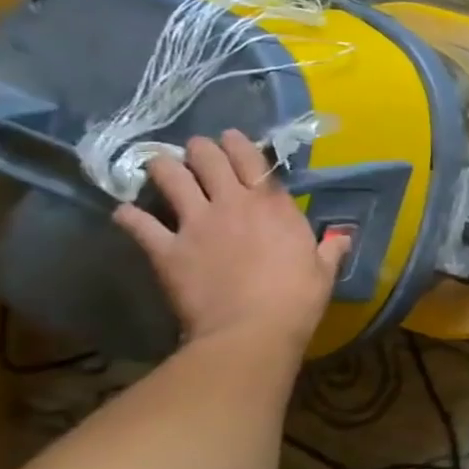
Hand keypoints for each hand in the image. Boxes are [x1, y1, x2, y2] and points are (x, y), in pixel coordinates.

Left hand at [112, 131, 349, 353]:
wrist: (252, 330)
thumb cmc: (297, 298)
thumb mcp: (324, 270)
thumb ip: (331, 248)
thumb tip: (343, 237)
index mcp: (273, 204)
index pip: (251, 158)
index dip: (238, 143)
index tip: (231, 138)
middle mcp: (232, 203)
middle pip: (206, 158)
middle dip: (199, 149)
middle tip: (196, 151)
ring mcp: (195, 224)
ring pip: (169, 178)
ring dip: (162, 168)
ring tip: (159, 167)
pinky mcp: (166, 250)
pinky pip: (138, 223)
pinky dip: (129, 215)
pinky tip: (126, 213)